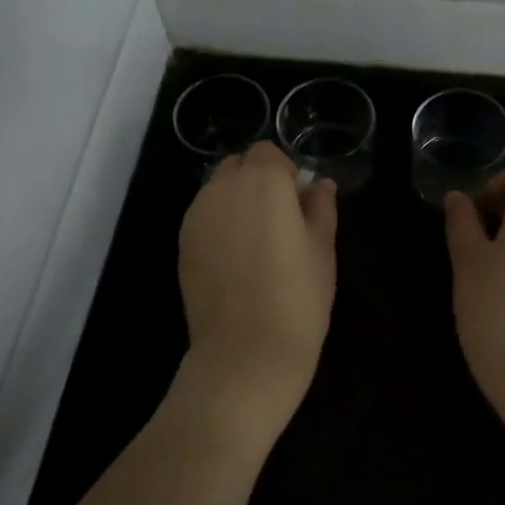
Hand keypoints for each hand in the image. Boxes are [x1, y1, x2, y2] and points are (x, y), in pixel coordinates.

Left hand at [178, 140, 337, 408]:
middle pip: (238, 166)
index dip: (284, 172)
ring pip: (217, 191)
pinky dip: (218, 224)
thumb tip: (318, 184)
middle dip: (257, 181)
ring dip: (235, 202)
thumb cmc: (297, 297)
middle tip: (279, 220)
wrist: (245, 352)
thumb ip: (320, 207)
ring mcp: (196, 216)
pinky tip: (235, 260)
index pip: (267, 152)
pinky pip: (203, 217)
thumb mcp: (322, 249)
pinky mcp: (182, 243)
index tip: (298, 204)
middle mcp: (222, 189)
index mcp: (263, 182)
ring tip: (255, 242)